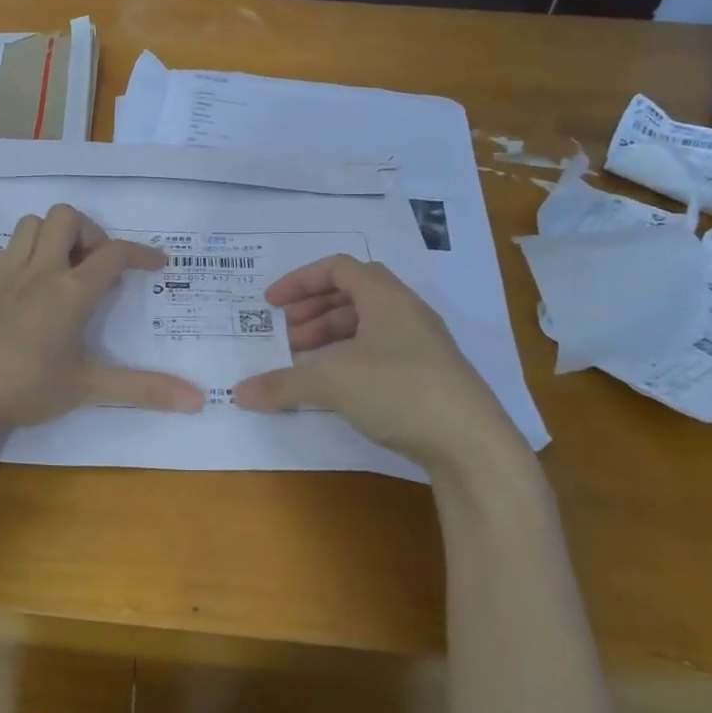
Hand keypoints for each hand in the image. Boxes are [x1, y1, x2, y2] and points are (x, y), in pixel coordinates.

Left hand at [0, 204, 203, 438]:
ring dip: (55, 235)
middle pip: (67, 218)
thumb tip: (199, 401)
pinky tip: (31, 288)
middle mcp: (40, 270)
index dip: (142, 252)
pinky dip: (28, 252)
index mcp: (71, 291)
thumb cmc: (27, 388)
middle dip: (91, 232)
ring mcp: (6, 272)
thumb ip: (144, 390)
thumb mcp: (89, 389)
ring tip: (65, 270)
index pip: (114, 253)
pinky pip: (9, 247)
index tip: (157, 263)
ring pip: (33, 223)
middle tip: (97, 267)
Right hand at [233, 255, 532, 480]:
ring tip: (303, 363)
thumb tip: (240, 392)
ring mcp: (422, 345)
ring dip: (330, 337)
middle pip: (351, 295)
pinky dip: (349, 359)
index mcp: (386, 297)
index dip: (300, 281)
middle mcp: (406, 312)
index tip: (271, 305)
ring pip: (366, 326)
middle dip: (312, 311)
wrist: (471, 444)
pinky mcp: (429, 375)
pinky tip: (335, 387)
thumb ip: (282, 384)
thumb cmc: (399, 391)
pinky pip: (379, 351)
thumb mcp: (331, 383)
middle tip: (285, 336)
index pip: (338, 268)